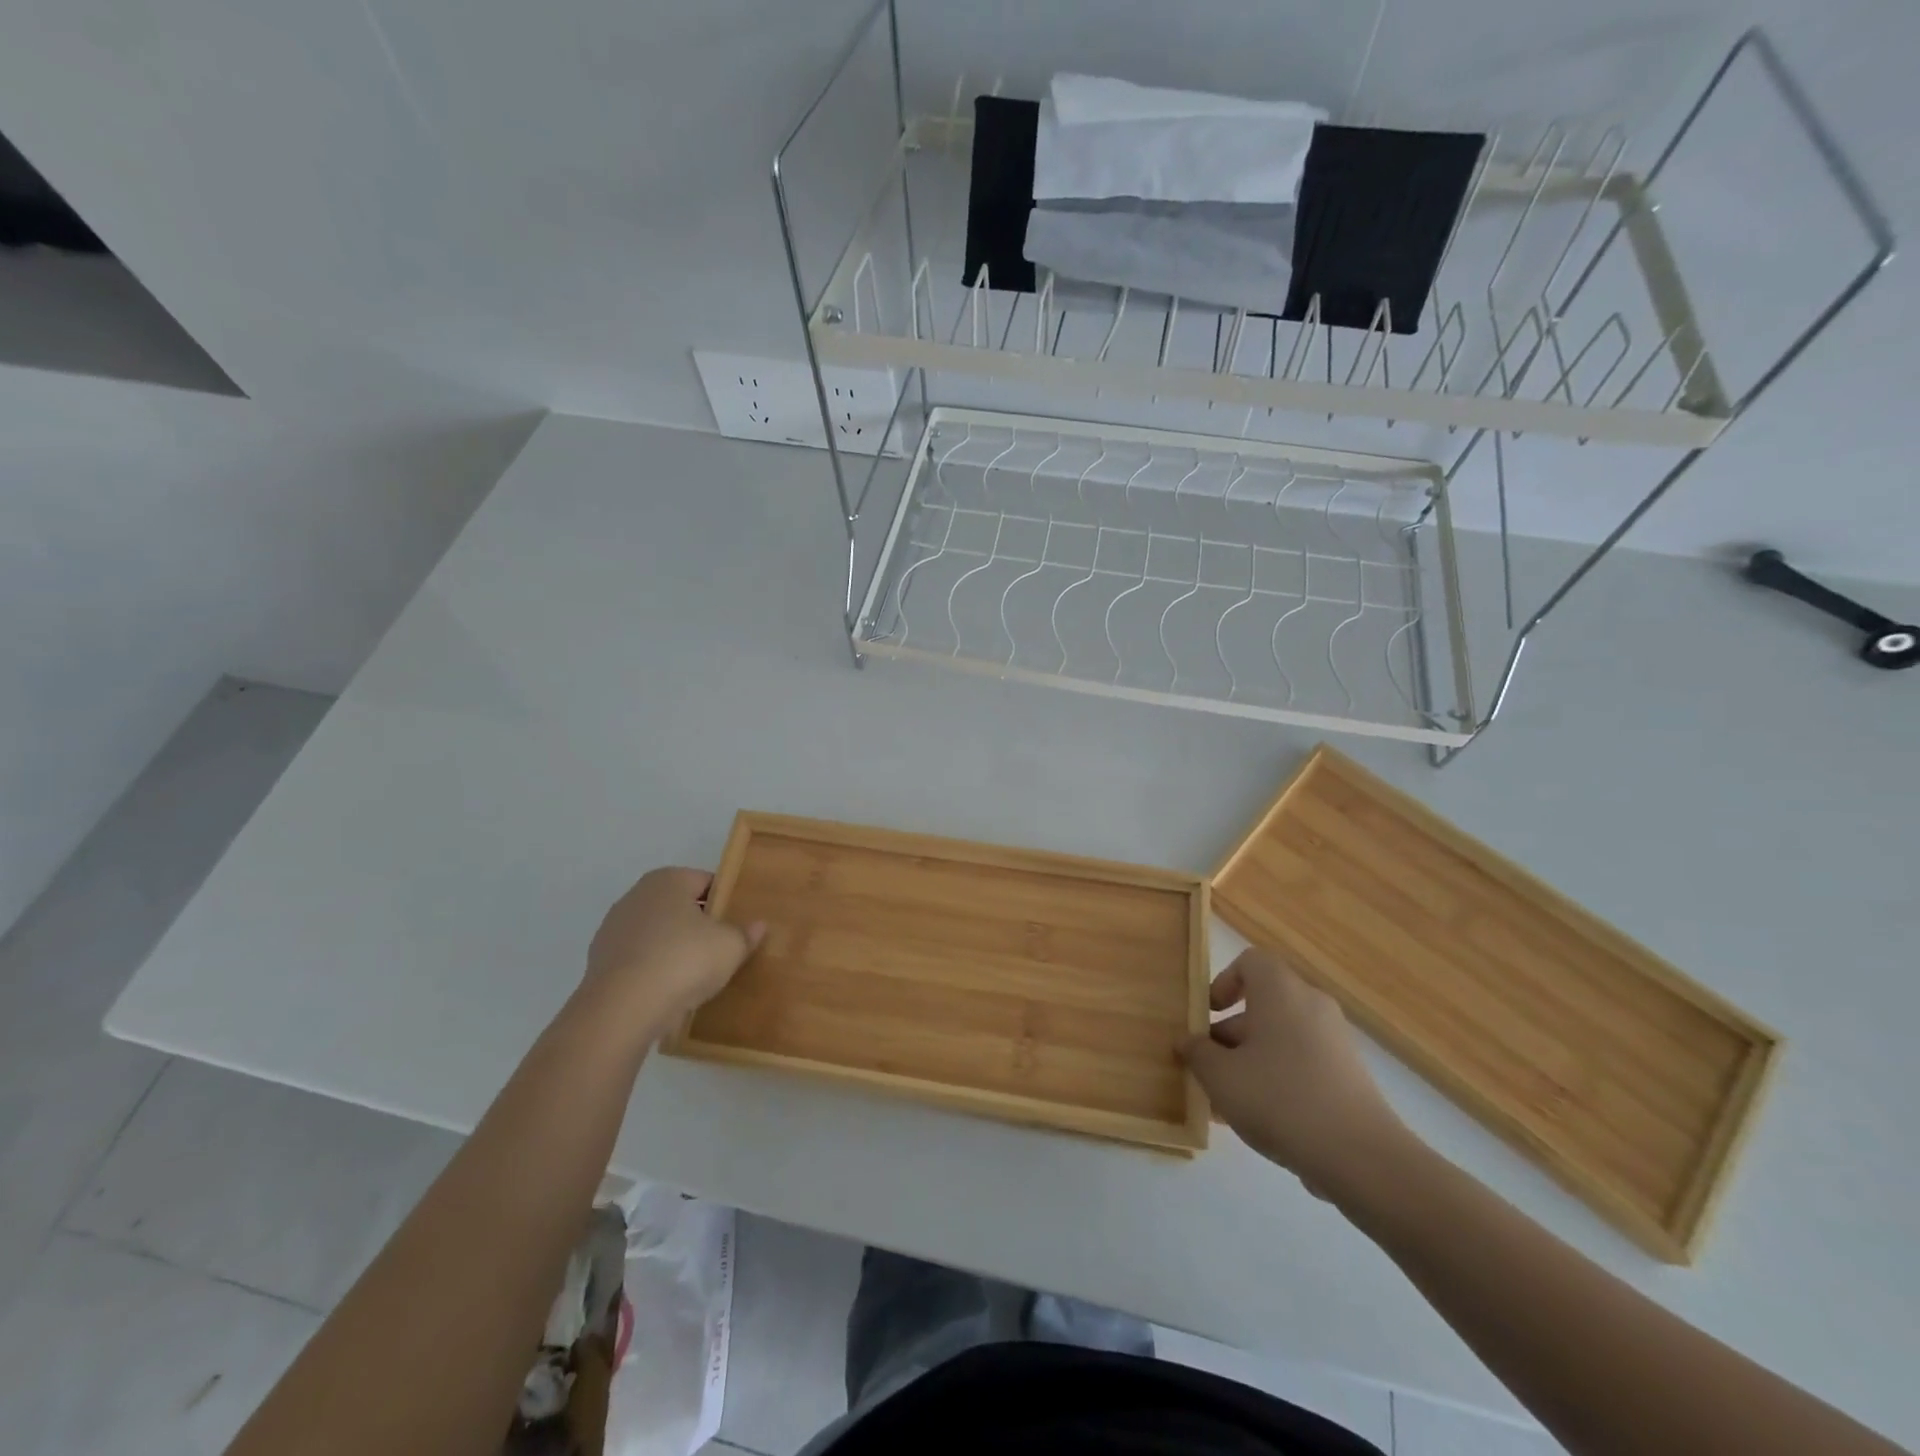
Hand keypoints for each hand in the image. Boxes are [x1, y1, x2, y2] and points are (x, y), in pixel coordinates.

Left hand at [580, 868, 764, 1042]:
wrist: (623, 1009)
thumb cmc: (684, 960)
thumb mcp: (730, 947)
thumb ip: (746, 933)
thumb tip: (758, 925)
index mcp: (668, 879)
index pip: (706, 882)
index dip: (725, 901)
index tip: (738, 923)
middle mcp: (636, 895)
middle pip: (679, 906)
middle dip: (698, 924)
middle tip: (722, 948)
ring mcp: (613, 928)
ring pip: (656, 933)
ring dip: (674, 947)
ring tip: (695, 974)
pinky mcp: (599, 961)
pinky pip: (638, 959)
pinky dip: (653, 969)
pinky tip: (668, 990)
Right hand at [1181, 949, 1409, 1200]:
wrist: (1361, 1158)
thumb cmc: (1279, 1098)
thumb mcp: (1220, 1077)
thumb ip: (1198, 1053)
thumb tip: (1190, 1042)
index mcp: (1281, 991)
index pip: (1250, 962)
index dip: (1223, 982)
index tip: (1207, 1015)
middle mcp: (1311, 1005)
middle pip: (1263, 1004)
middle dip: (1230, 1033)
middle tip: (1208, 1067)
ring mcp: (1335, 1042)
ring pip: (1280, 1039)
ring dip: (1250, 1062)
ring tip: (1227, 1104)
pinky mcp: (1349, 1076)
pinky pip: (1302, 1064)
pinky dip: (1278, 1080)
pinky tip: (1261, 1122)